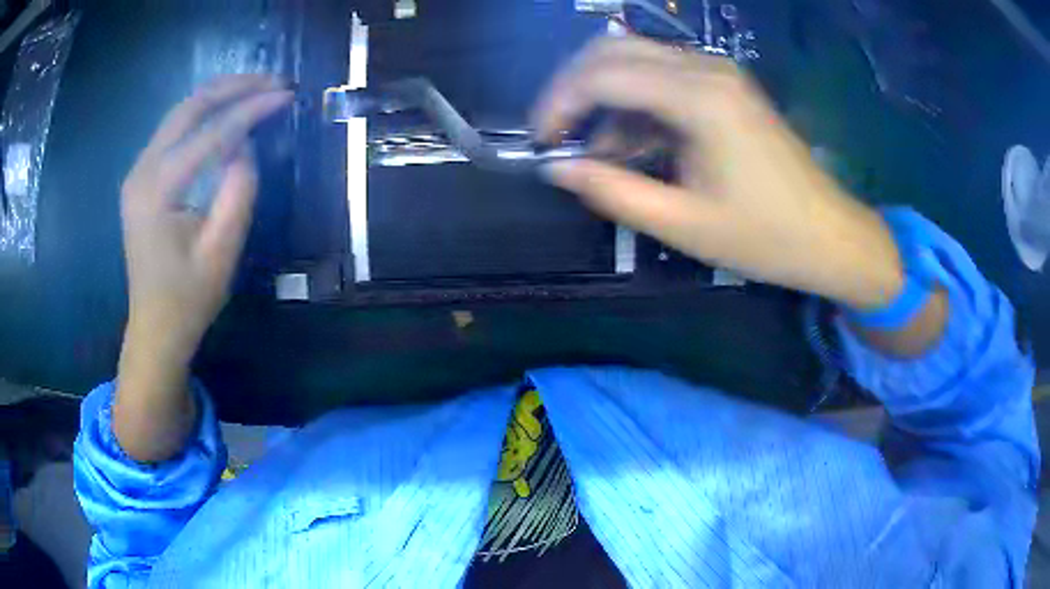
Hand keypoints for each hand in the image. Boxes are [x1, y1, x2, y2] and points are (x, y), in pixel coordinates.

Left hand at [121, 74, 291, 363]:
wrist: (154, 328)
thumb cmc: (188, 299)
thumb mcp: (222, 251)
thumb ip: (238, 191)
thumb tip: (246, 146)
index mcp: (158, 190)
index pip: (211, 133)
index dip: (251, 110)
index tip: (287, 95)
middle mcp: (142, 171)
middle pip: (189, 107)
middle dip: (234, 87)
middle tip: (273, 82)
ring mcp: (138, 172)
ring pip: (180, 112)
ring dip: (219, 96)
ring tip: (256, 90)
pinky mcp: (142, 178)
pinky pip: (174, 131)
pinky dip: (203, 115)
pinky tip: (226, 114)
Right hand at [533, 37, 903, 309]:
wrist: (830, 234)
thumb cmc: (766, 237)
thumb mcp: (684, 225)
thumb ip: (614, 193)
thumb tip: (557, 170)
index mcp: (700, 99)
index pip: (604, 74)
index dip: (560, 103)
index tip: (542, 142)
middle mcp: (706, 69)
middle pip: (612, 50)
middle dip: (572, 89)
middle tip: (557, 136)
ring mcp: (718, 72)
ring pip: (634, 58)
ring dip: (603, 97)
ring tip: (599, 153)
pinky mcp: (724, 85)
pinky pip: (661, 76)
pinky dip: (634, 103)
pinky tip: (634, 144)